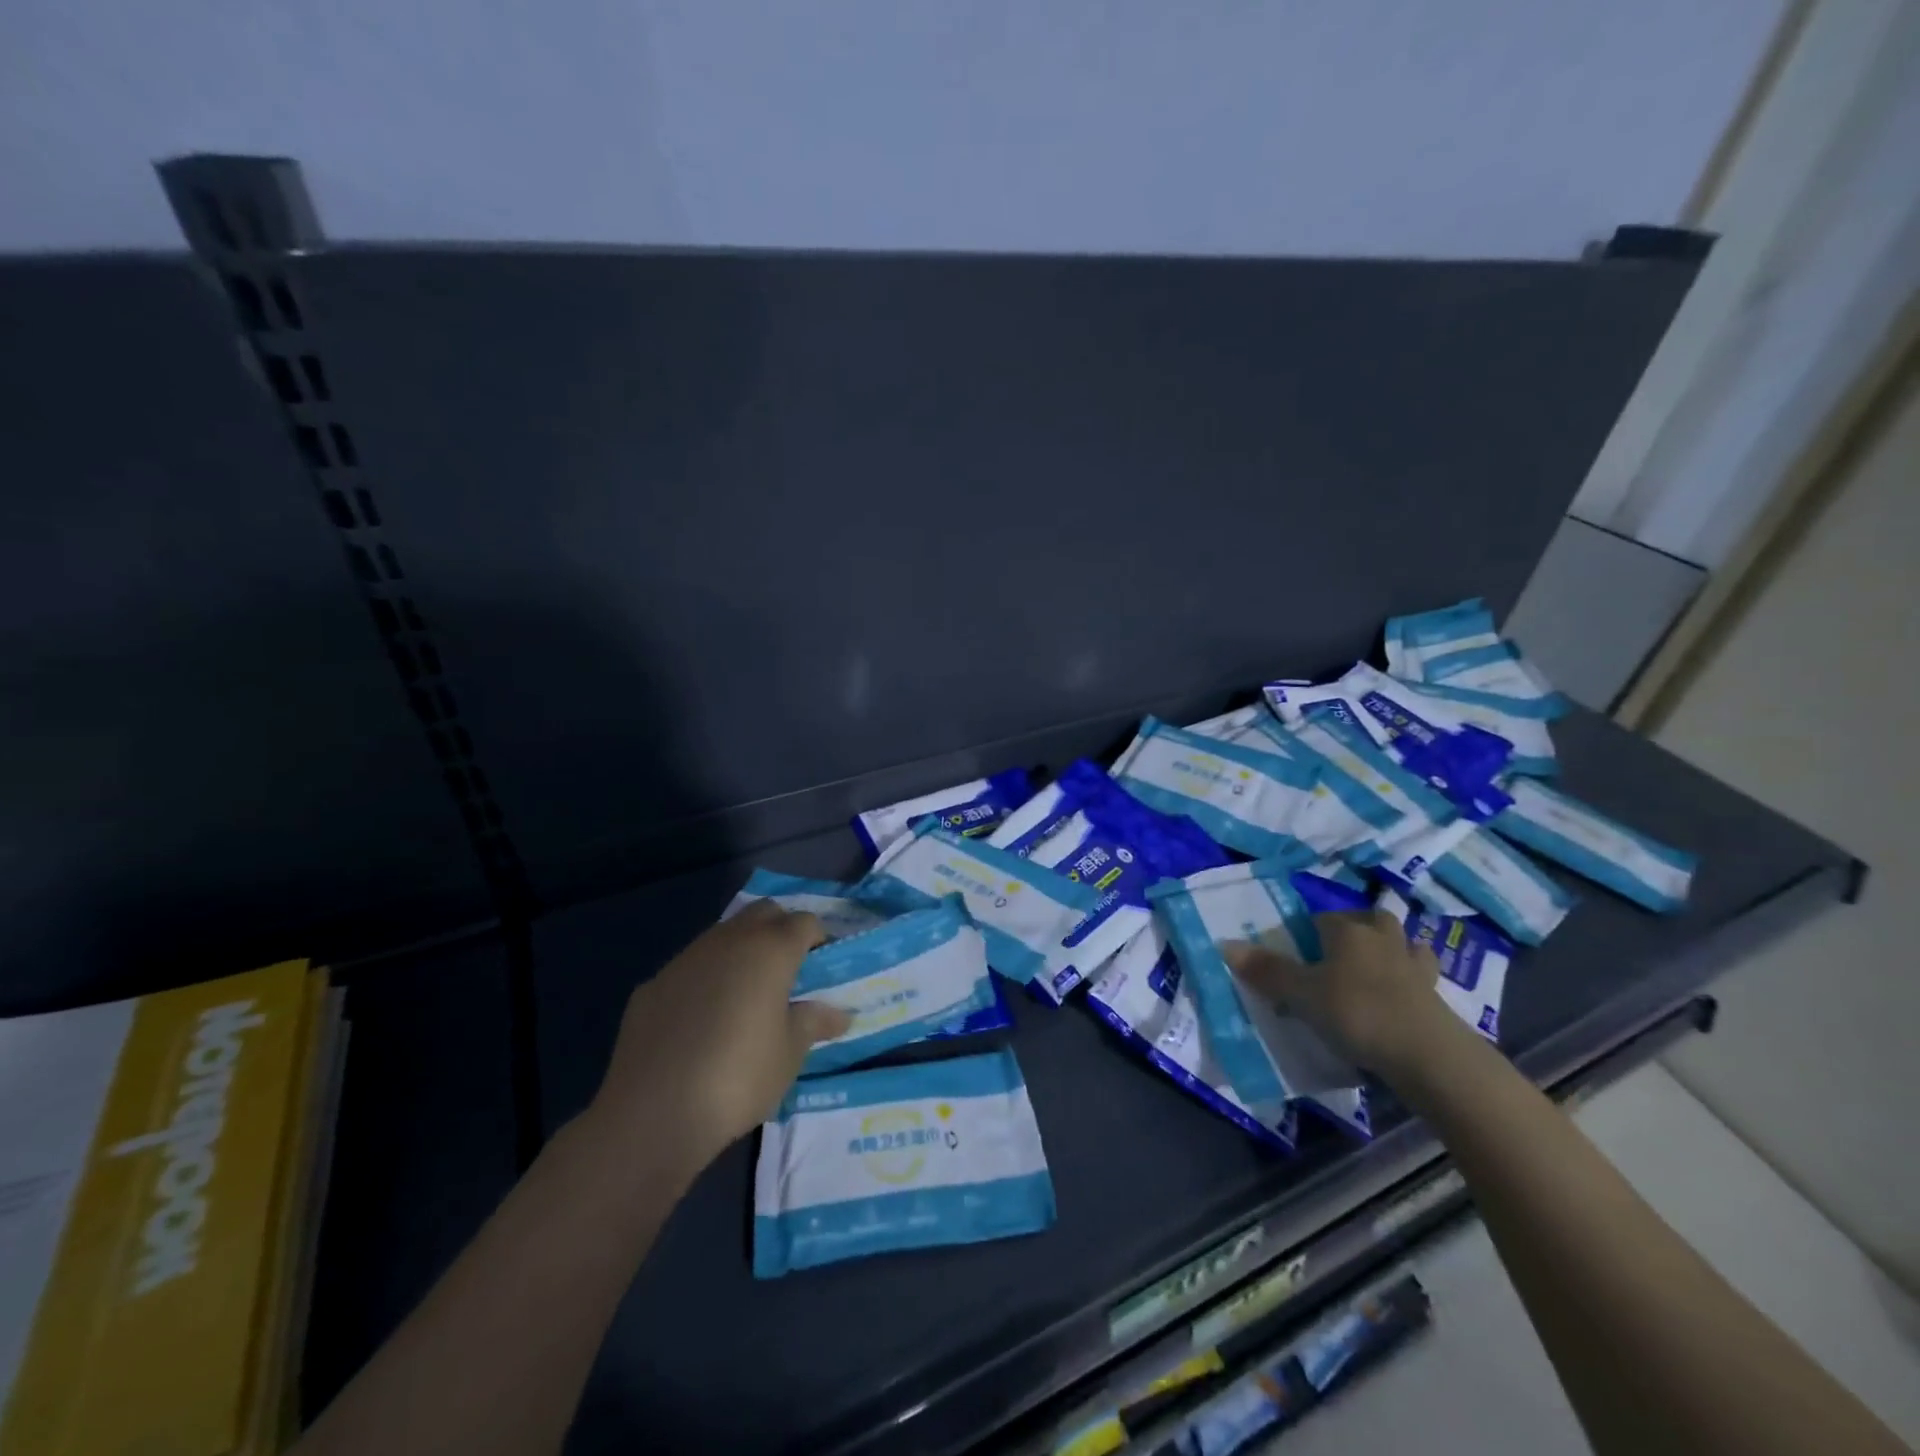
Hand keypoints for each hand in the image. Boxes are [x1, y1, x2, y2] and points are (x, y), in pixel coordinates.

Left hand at [588, 901, 852, 1169]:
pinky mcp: (653, 983)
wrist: (653, 1112)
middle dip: (780, 929)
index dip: (818, 938)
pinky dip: (705, 979)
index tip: (822, 966)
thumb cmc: (738, 1077)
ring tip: (746, 993)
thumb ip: (813, 1023)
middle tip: (789, 969)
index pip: (805, 922)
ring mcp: (686, 958)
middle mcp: (729, 941)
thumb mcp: (789, 1054)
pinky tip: (701, 1019)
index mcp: (770, 950)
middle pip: (764, 912)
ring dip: (740, 950)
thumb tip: (840, 1014)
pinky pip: (690, 967)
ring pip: (723, 935)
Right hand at [1224, 909, 1458, 1078]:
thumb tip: (1225, 945)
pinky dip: (1410, 979)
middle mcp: (1381, 938)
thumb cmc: (1356, 1013)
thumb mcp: (1302, 994)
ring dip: (1388, 950)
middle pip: (1367, 920)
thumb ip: (1266, 971)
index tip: (1296, 958)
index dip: (1305, 934)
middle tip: (1334, 958)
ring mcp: (1413, 964)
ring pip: (1400, 942)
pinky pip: (1420, 974)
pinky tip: (1401, 994)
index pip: (1320, 918)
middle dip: (1353, 931)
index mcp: (1347, 930)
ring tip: (1372, 971)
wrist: (1428, 1054)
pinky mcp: (1436, 993)